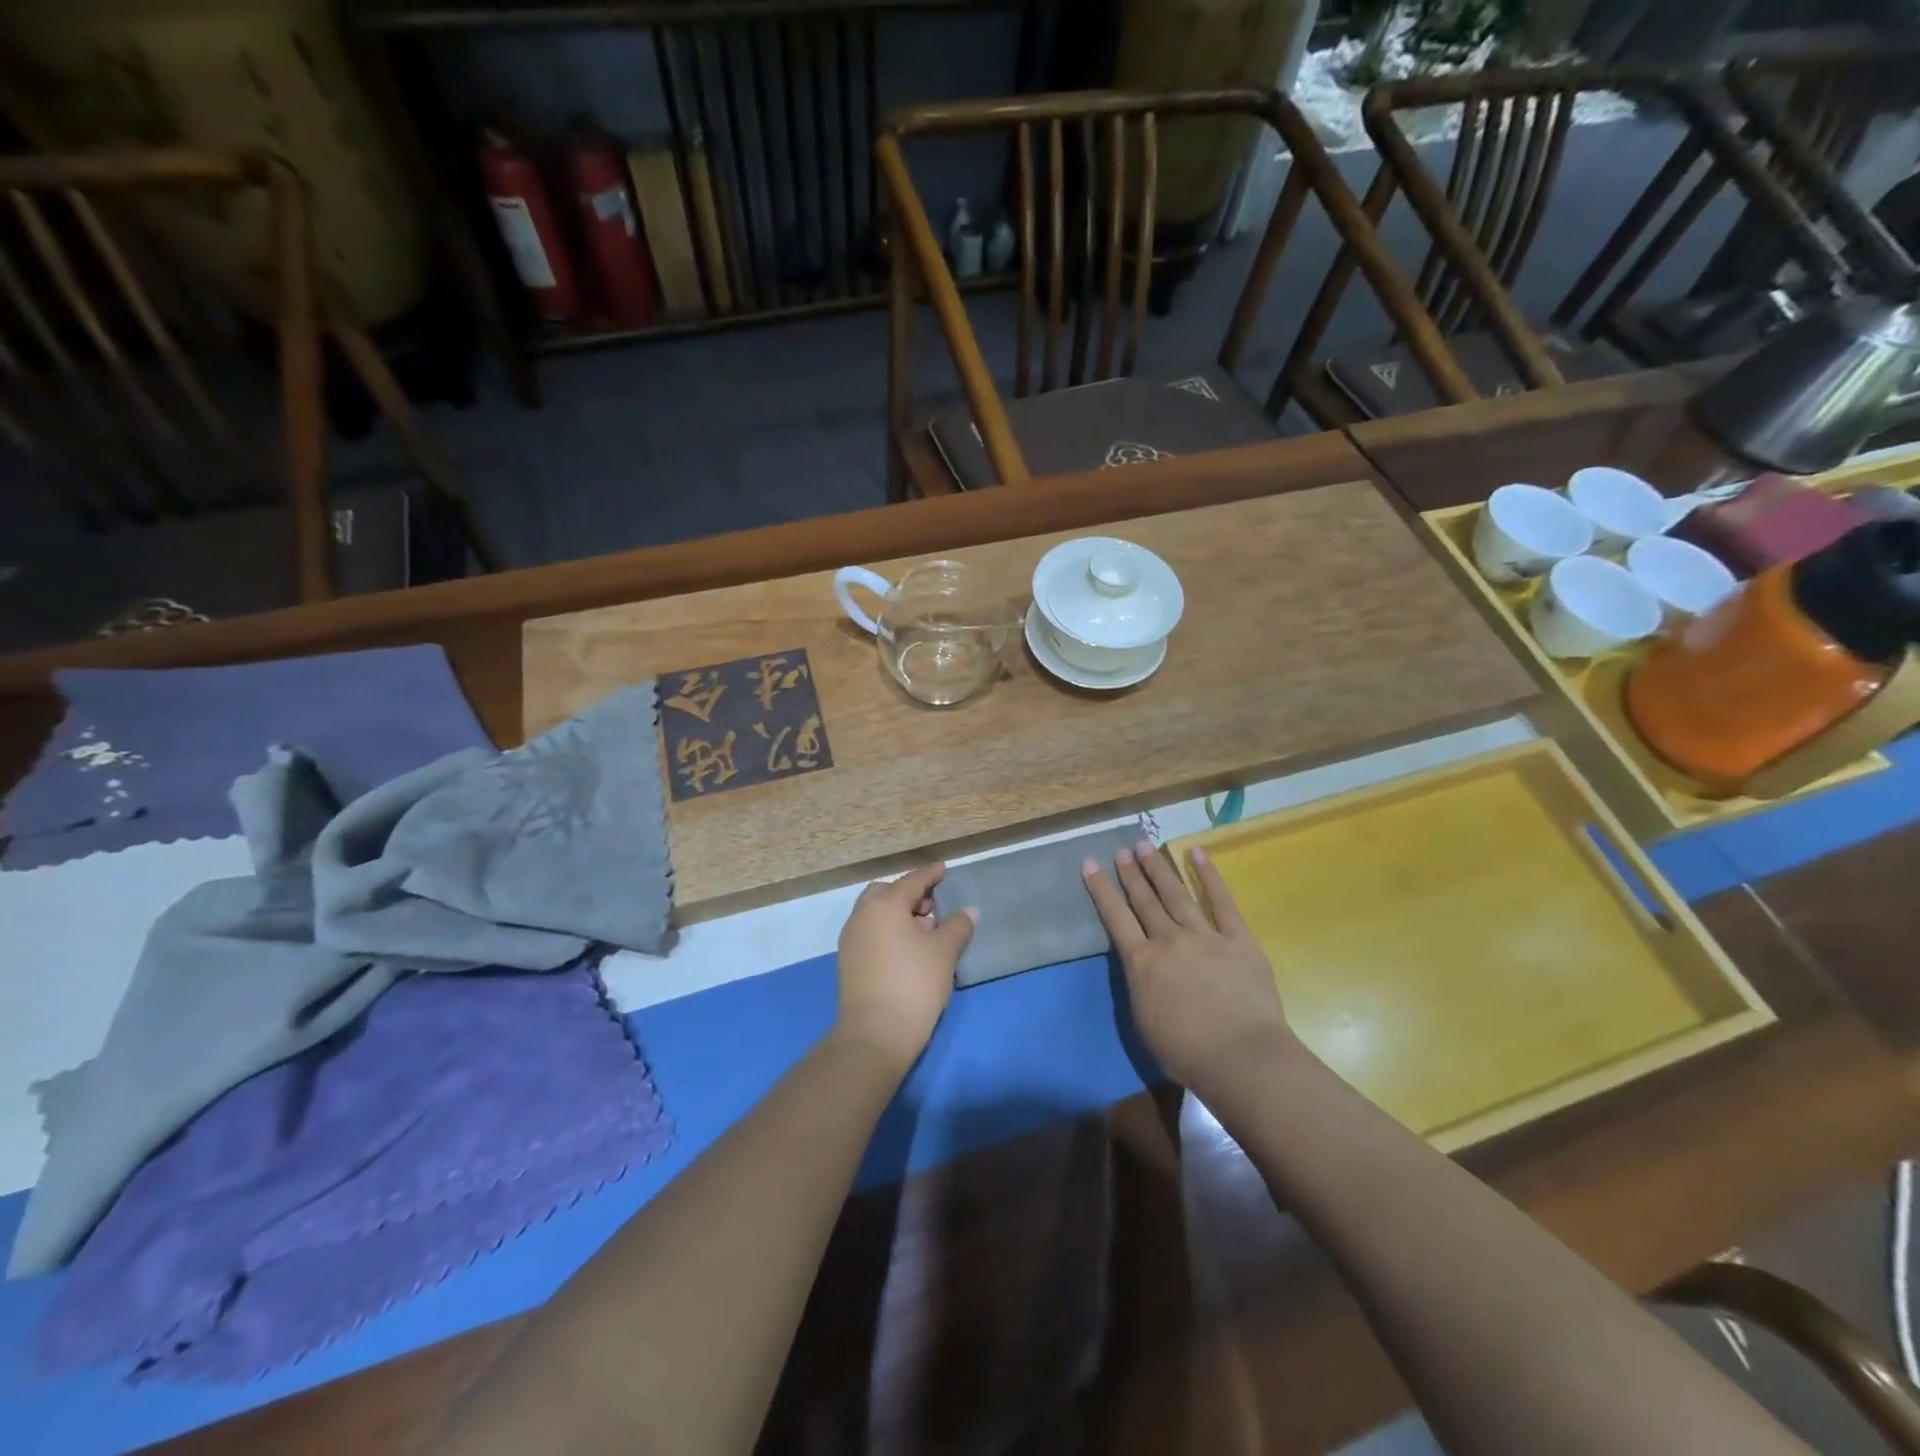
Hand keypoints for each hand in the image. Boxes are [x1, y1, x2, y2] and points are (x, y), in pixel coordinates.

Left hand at [835, 862, 976, 1071]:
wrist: (876, 1034)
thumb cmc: (915, 984)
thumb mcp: (945, 952)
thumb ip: (958, 926)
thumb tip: (968, 911)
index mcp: (885, 905)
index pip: (912, 880)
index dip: (930, 874)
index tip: (943, 869)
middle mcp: (862, 915)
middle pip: (887, 893)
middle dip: (909, 894)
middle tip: (932, 908)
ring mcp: (851, 938)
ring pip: (875, 913)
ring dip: (897, 913)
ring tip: (923, 932)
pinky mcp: (847, 960)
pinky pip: (870, 931)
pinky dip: (887, 930)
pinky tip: (906, 950)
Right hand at [1083, 840, 1293, 1101]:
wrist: (1241, 1057)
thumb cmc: (1186, 1052)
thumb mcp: (1144, 1021)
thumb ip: (1141, 985)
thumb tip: (1142, 966)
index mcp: (1141, 963)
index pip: (1115, 918)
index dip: (1101, 889)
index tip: (1090, 864)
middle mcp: (1168, 941)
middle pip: (1145, 900)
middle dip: (1131, 873)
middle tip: (1122, 850)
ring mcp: (1205, 936)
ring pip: (1176, 894)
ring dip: (1159, 869)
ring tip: (1145, 846)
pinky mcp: (1238, 939)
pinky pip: (1221, 901)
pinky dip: (1208, 875)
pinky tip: (1196, 853)